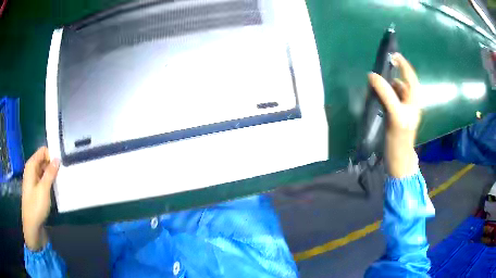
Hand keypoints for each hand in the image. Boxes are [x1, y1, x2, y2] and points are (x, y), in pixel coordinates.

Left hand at [22, 147, 59, 250]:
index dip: (51, 155)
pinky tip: (56, 189)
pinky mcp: (35, 189)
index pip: (42, 151)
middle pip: (43, 160)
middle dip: (52, 165)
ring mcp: (33, 180)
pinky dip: (49, 182)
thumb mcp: (44, 189)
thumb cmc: (36, 205)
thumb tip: (57, 158)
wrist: (32, 225)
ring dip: (52, 175)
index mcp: (31, 165)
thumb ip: (50, 173)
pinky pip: (43, 180)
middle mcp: (31, 170)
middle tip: (63, 172)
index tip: (61, 163)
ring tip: (61, 180)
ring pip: (44, 171)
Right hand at [368, 53, 420, 177]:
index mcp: (414, 101)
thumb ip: (386, 94)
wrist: (398, 160)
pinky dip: (384, 94)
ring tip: (375, 83)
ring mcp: (404, 109)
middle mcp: (410, 102)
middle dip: (392, 75)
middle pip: (403, 82)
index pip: (411, 77)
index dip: (403, 65)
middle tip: (380, 70)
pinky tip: (376, 95)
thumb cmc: (400, 140)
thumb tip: (373, 76)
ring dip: (386, 85)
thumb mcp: (395, 116)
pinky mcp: (397, 115)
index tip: (393, 55)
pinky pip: (391, 99)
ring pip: (396, 90)